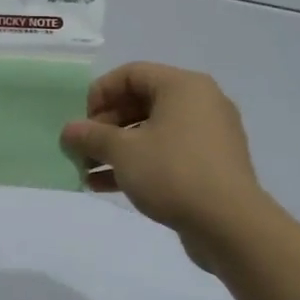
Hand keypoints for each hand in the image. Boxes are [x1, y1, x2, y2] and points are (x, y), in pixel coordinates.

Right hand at [60, 63, 265, 265]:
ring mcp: (208, 136)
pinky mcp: (209, 166)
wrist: (230, 225)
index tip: (80, 120)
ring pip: (151, 132)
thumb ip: (91, 136)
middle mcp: (200, 103)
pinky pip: (166, 155)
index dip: (100, 93)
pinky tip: (105, 186)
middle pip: (141, 103)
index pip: (132, 74)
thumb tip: (69, 130)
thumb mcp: (123, 151)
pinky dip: (137, 165)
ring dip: (116, 149)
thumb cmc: (173, 172)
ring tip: (85, 170)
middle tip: (81, 147)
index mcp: (183, 87)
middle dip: (105, 126)